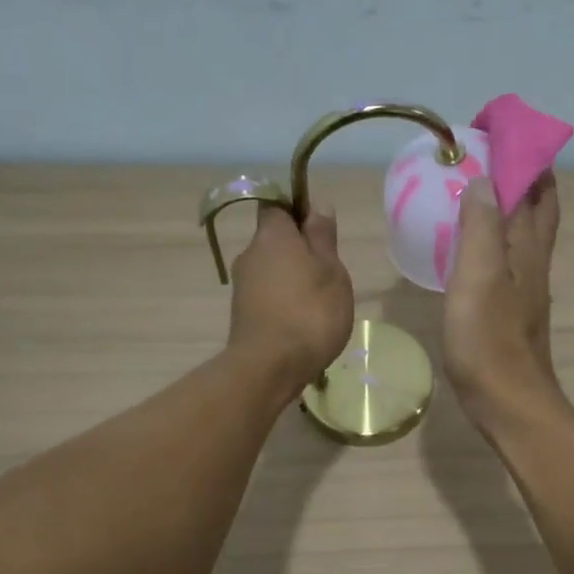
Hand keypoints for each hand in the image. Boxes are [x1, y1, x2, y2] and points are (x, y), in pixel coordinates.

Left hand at [229, 205, 354, 400]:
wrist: (270, 367)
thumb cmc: (310, 311)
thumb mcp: (331, 270)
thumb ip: (323, 237)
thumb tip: (317, 206)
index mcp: (271, 235)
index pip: (278, 207)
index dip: (298, 213)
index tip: (322, 233)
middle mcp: (250, 254)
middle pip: (274, 241)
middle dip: (299, 251)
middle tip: (329, 273)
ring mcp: (242, 286)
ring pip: (272, 270)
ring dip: (293, 279)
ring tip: (320, 303)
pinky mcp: (243, 314)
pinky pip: (268, 296)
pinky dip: (284, 303)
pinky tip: (303, 323)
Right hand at [444, 175, 563, 430]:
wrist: (508, 401)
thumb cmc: (488, 339)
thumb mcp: (478, 277)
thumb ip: (481, 227)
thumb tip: (482, 179)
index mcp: (528, 247)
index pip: (537, 187)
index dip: (525, 155)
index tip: (500, 129)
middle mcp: (534, 261)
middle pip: (540, 208)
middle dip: (526, 175)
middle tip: (493, 154)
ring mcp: (526, 287)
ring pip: (526, 232)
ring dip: (511, 204)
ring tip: (479, 189)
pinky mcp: (513, 309)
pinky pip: (509, 257)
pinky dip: (496, 236)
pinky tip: (474, 245)